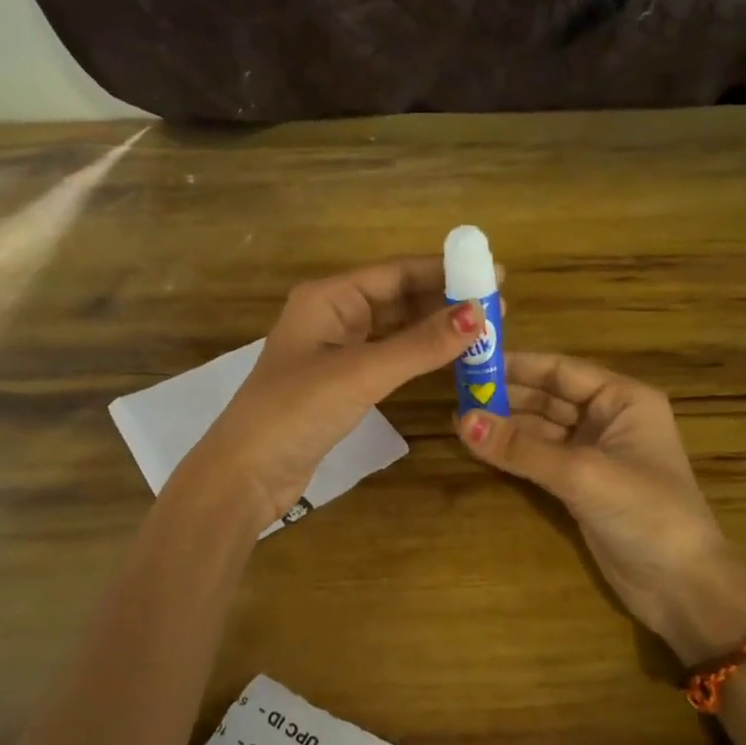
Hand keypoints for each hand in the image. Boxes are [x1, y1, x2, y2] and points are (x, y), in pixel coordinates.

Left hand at [186, 258, 484, 525]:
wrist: (247, 473)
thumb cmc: (296, 411)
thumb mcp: (361, 373)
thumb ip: (420, 345)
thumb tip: (479, 315)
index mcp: (328, 297)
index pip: (396, 272)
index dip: (445, 271)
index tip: (494, 273)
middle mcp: (332, 314)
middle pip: (397, 296)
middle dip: (445, 300)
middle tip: (498, 307)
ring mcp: (335, 348)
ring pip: (395, 327)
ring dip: (434, 328)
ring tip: (483, 331)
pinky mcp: (341, 380)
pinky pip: (388, 355)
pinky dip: (418, 355)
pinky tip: (449, 358)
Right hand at [457, 352, 745, 664]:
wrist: (682, 587)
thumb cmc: (645, 514)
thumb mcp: (582, 474)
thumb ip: (521, 448)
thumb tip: (461, 420)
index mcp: (623, 399)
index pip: (561, 370)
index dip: (516, 366)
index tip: (471, 363)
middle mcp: (609, 418)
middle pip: (548, 397)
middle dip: (506, 396)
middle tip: (456, 393)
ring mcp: (595, 453)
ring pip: (541, 428)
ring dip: (506, 425)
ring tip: (459, 419)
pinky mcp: (582, 484)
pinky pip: (541, 458)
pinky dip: (514, 453)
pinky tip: (481, 447)